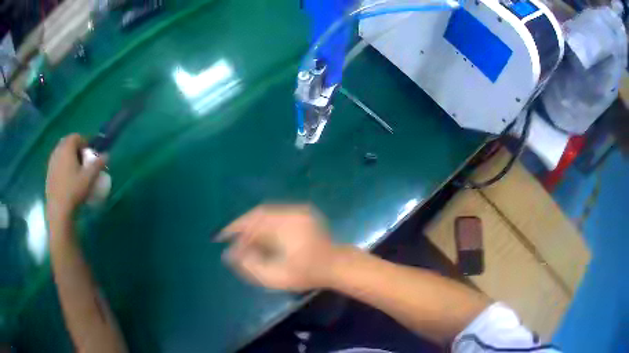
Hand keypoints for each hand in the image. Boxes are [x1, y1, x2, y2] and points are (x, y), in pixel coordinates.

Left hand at [46, 134, 105, 219]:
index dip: (84, 143)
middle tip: (83, 161)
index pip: (76, 137)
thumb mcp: (89, 178)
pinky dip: (62, 166)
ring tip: (75, 171)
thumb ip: (98, 164)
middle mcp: (57, 151)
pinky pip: (57, 164)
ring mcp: (51, 162)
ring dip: (68, 158)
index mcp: (67, 148)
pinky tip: (67, 180)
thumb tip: (106, 155)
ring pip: (61, 153)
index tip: (89, 154)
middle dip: (75, 149)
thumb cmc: (74, 191)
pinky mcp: (48, 174)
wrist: (58, 210)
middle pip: (67, 143)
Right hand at [218, 205, 342, 290]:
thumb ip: (250, 266)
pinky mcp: (303, 212)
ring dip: (254, 225)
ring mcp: (299, 210)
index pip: (252, 222)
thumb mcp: (275, 277)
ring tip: (246, 242)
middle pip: (258, 214)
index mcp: (285, 227)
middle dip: (243, 227)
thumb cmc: (306, 274)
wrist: (336, 266)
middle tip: (234, 242)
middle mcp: (291, 213)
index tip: (220, 237)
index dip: (234, 228)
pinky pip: (277, 213)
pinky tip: (262, 237)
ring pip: (267, 213)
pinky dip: (265, 223)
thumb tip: (230, 254)